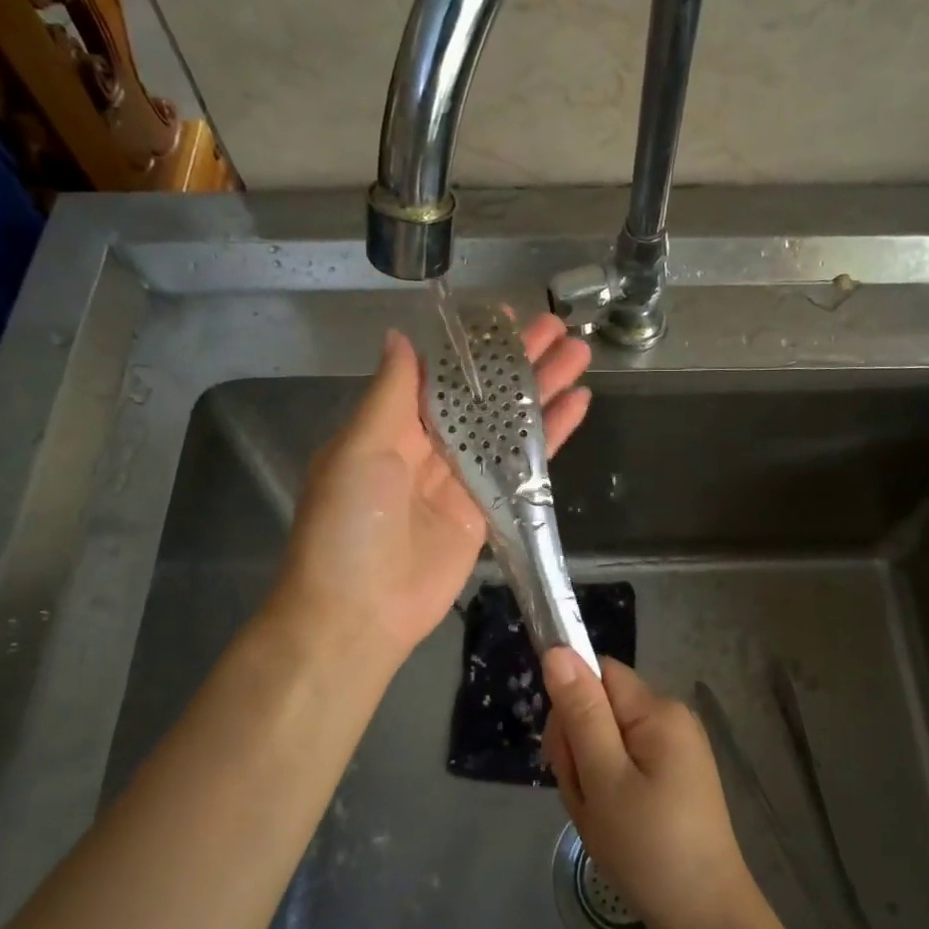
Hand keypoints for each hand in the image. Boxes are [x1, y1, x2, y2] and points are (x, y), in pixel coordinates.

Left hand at [272, 314, 590, 669]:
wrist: (359, 613)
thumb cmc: (348, 525)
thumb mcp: (358, 450)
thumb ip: (390, 394)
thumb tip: (400, 337)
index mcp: (391, 425)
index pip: (439, 374)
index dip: (472, 347)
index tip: (504, 315)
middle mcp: (429, 446)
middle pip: (482, 394)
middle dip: (518, 361)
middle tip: (559, 327)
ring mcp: (462, 479)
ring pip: (508, 424)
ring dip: (542, 389)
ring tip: (580, 353)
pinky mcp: (489, 511)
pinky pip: (522, 466)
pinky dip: (550, 437)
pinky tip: (578, 406)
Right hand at [541, 650, 762, 928]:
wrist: (706, 919)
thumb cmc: (649, 848)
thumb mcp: (603, 779)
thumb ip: (580, 712)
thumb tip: (558, 649)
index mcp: (657, 710)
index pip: (597, 673)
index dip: (571, 705)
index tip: (568, 754)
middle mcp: (670, 718)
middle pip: (599, 708)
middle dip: (578, 750)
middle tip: (587, 800)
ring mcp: (675, 749)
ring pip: (605, 741)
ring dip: (589, 776)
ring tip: (602, 820)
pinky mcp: (674, 776)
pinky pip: (624, 765)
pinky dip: (608, 791)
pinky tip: (615, 826)